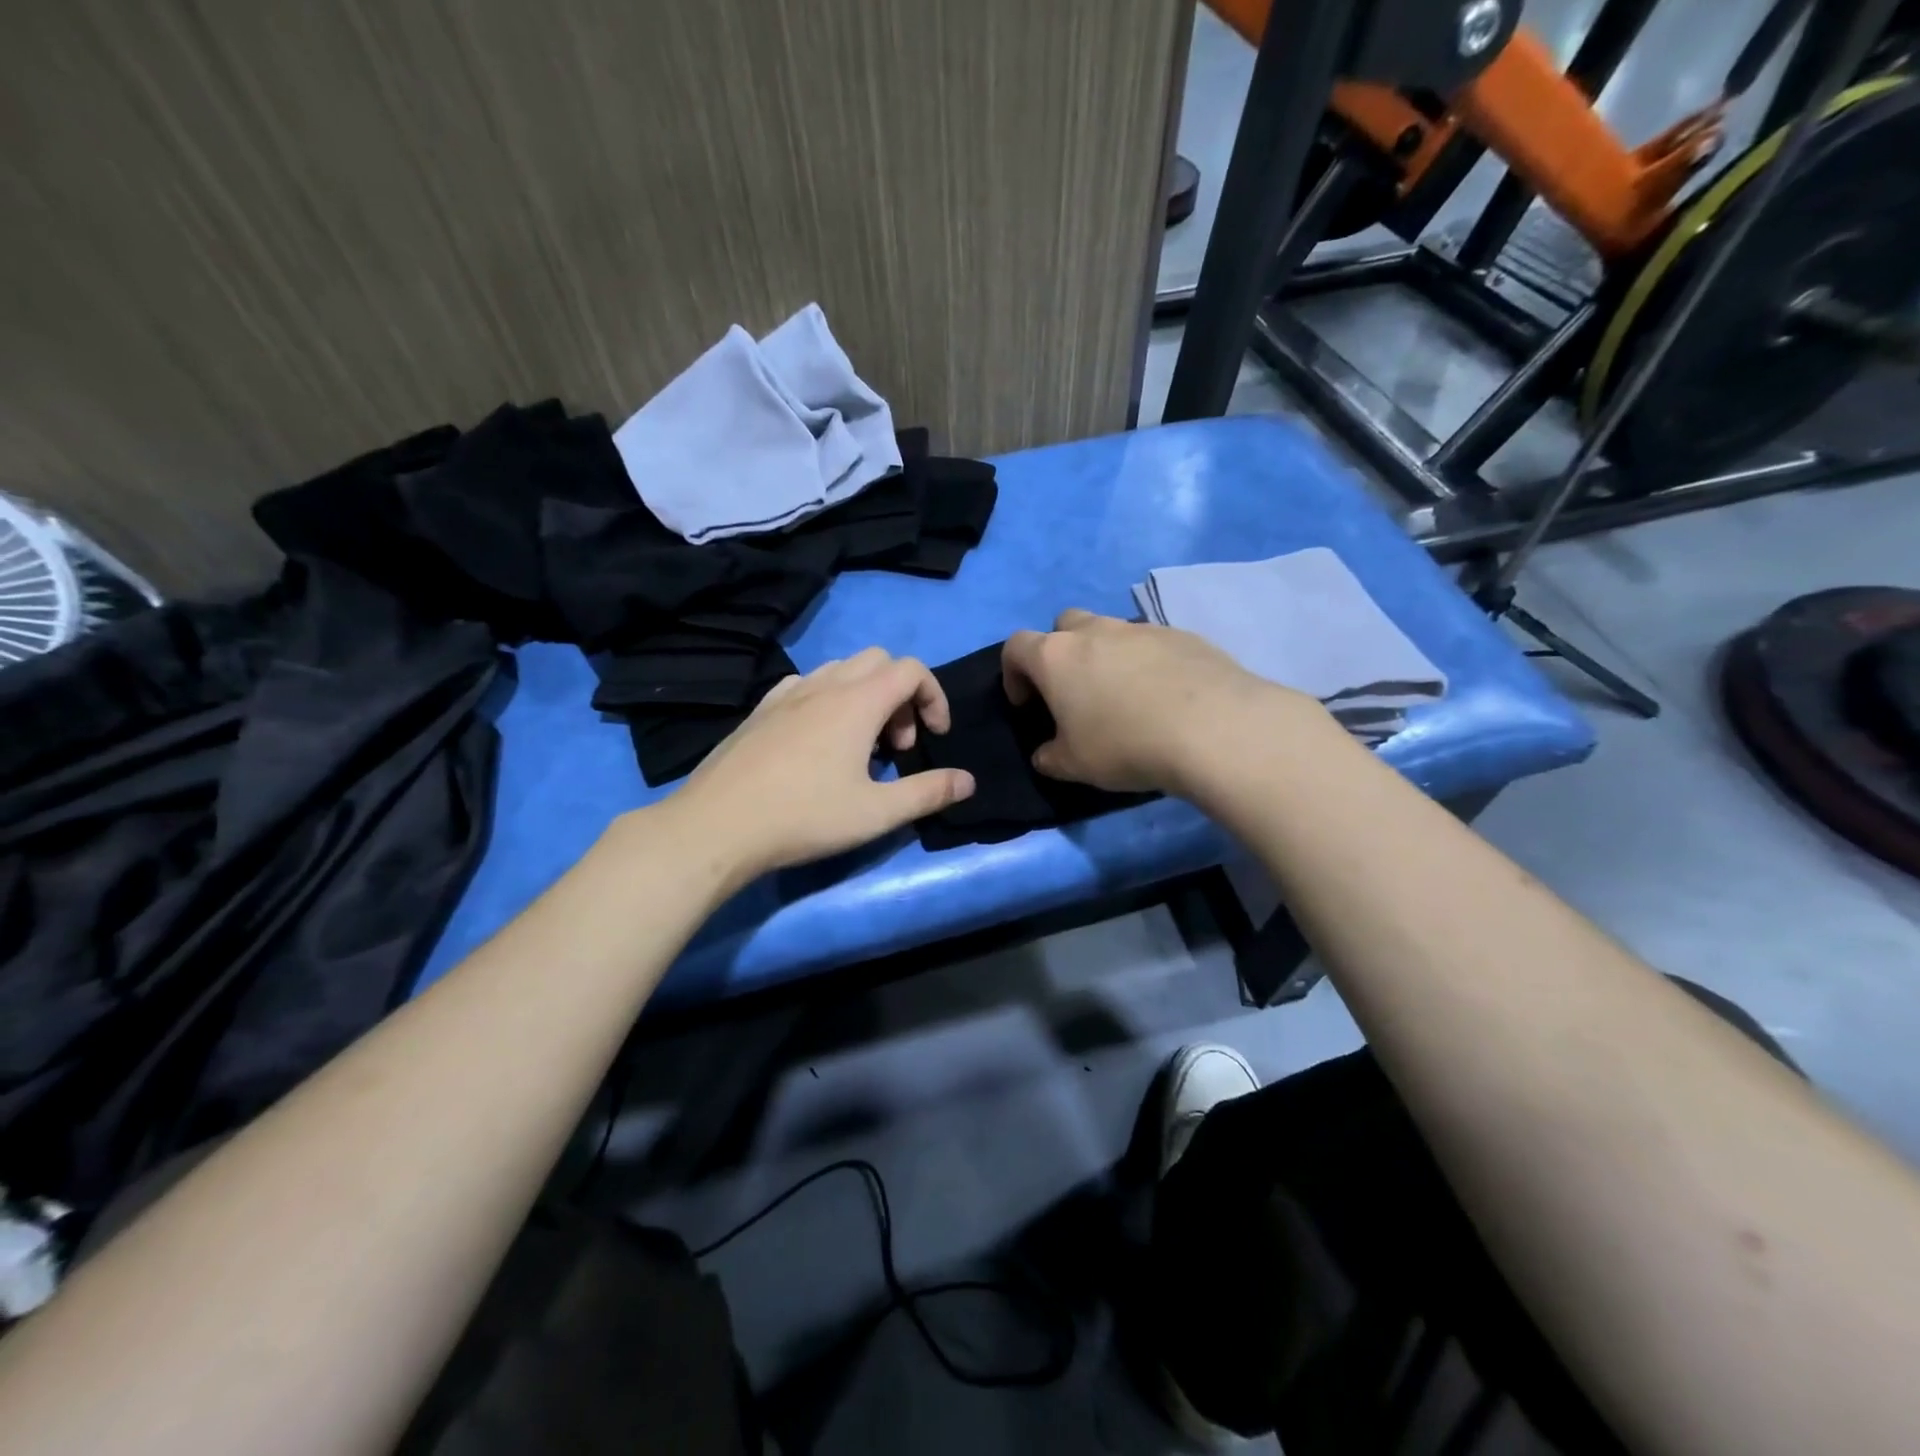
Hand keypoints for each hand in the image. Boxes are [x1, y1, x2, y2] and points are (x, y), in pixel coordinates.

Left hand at [672, 647, 974, 879]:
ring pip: (840, 670)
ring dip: (865, 696)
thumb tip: (968, 781)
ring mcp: (787, 694)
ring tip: (861, 746)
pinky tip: (817, 741)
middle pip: (878, 661)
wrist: (717, 825)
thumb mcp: (876, 812)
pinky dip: (827, 699)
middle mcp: (824, 685)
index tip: (935, 736)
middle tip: (897, 744)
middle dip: (901, 695)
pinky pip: (805, 685)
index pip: (911, 669)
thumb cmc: (804, 817)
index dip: (934, 696)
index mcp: (857, 701)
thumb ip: (928, 793)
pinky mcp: (760, 710)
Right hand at [1001, 608, 1307, 794]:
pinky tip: (1163, 697)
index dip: (1014, 673)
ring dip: (1105, 656)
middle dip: (1060, 652)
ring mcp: (1141, 628)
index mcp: (1056, 656)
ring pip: (1110, 631)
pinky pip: (1151, 643)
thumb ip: (1050, 757)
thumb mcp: (1074, 765)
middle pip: (1063, 624)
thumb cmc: (1125, 745)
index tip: (1027, 704)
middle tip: (1073, 691)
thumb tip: (1046, 754)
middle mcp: (1095, 631)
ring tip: (1123, 697)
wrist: (1212, 728)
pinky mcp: (1182, 635)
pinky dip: (1146, 663)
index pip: (1016, 647)